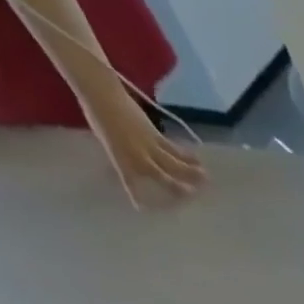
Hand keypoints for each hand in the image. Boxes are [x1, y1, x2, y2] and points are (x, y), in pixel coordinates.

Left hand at [79, 84, 205, 207]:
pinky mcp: (156, 136)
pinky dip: (187, 155)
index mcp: (122, 161)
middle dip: (178, 189)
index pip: (131, 184)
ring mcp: (149, 147)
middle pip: (164, 178)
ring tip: (205, 179)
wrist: (101, 94)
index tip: (143, 209)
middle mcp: (139, 158)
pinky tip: (198, 159)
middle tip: (192, 196)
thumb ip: (124, 155)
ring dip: (191, 173)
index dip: (137, 197)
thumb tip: (139, 164)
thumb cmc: (98, 116)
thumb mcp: (108, 141)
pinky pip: (174, 149)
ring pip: (174, 165)